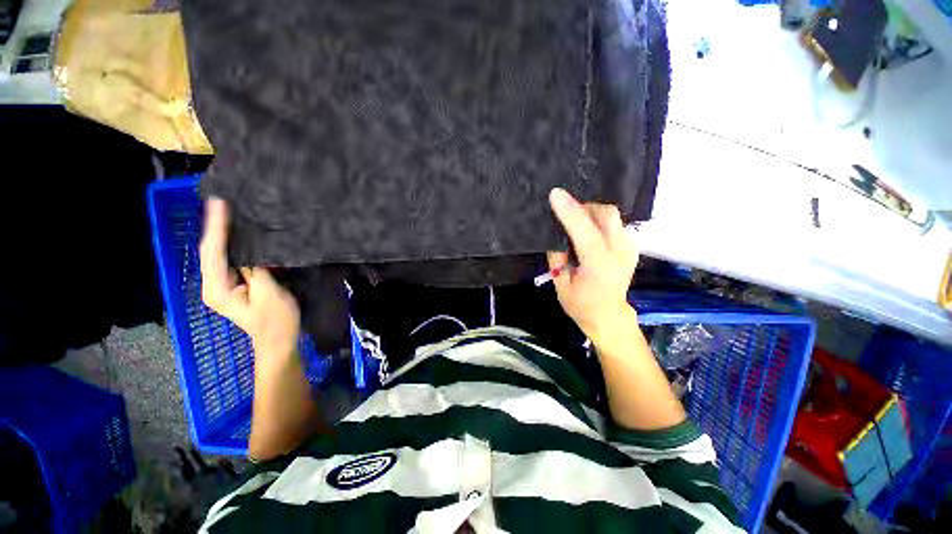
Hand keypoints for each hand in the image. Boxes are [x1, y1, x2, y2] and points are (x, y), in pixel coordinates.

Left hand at [199, 198, 300, 357]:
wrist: (278, 341)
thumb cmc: (276, 320)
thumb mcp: (269, 293)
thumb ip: (255, 269)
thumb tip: (250, 251)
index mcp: (217, 288)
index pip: (213, 252)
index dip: (217, 227)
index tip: (219, 203)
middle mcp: (212, 285)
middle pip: (210, 251)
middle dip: (215, 227)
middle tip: (222, 203)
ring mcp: (222, 286)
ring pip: (218, 255)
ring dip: (223, 234)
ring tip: (227, 213)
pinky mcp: (233, 286)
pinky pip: (230, 261)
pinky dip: (232, 246)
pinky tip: (238, 235)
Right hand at [547, 188, 638, 343]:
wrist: (608, 315)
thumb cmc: (581, 304)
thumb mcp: (560, 284)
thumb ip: (557, 257)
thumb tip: (556, 234)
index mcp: (599, 264)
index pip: (584, 230)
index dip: (569, 211)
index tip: (555, 194)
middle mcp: (619, 252)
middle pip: (606, 214)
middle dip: (584, 207)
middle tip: (567, 214)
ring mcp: (629, 248)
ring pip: (612, 215)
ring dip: (592, 213)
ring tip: (576, 222)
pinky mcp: (631, 246)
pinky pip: (615, 223)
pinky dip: (599, 220)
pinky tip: (589, 230)